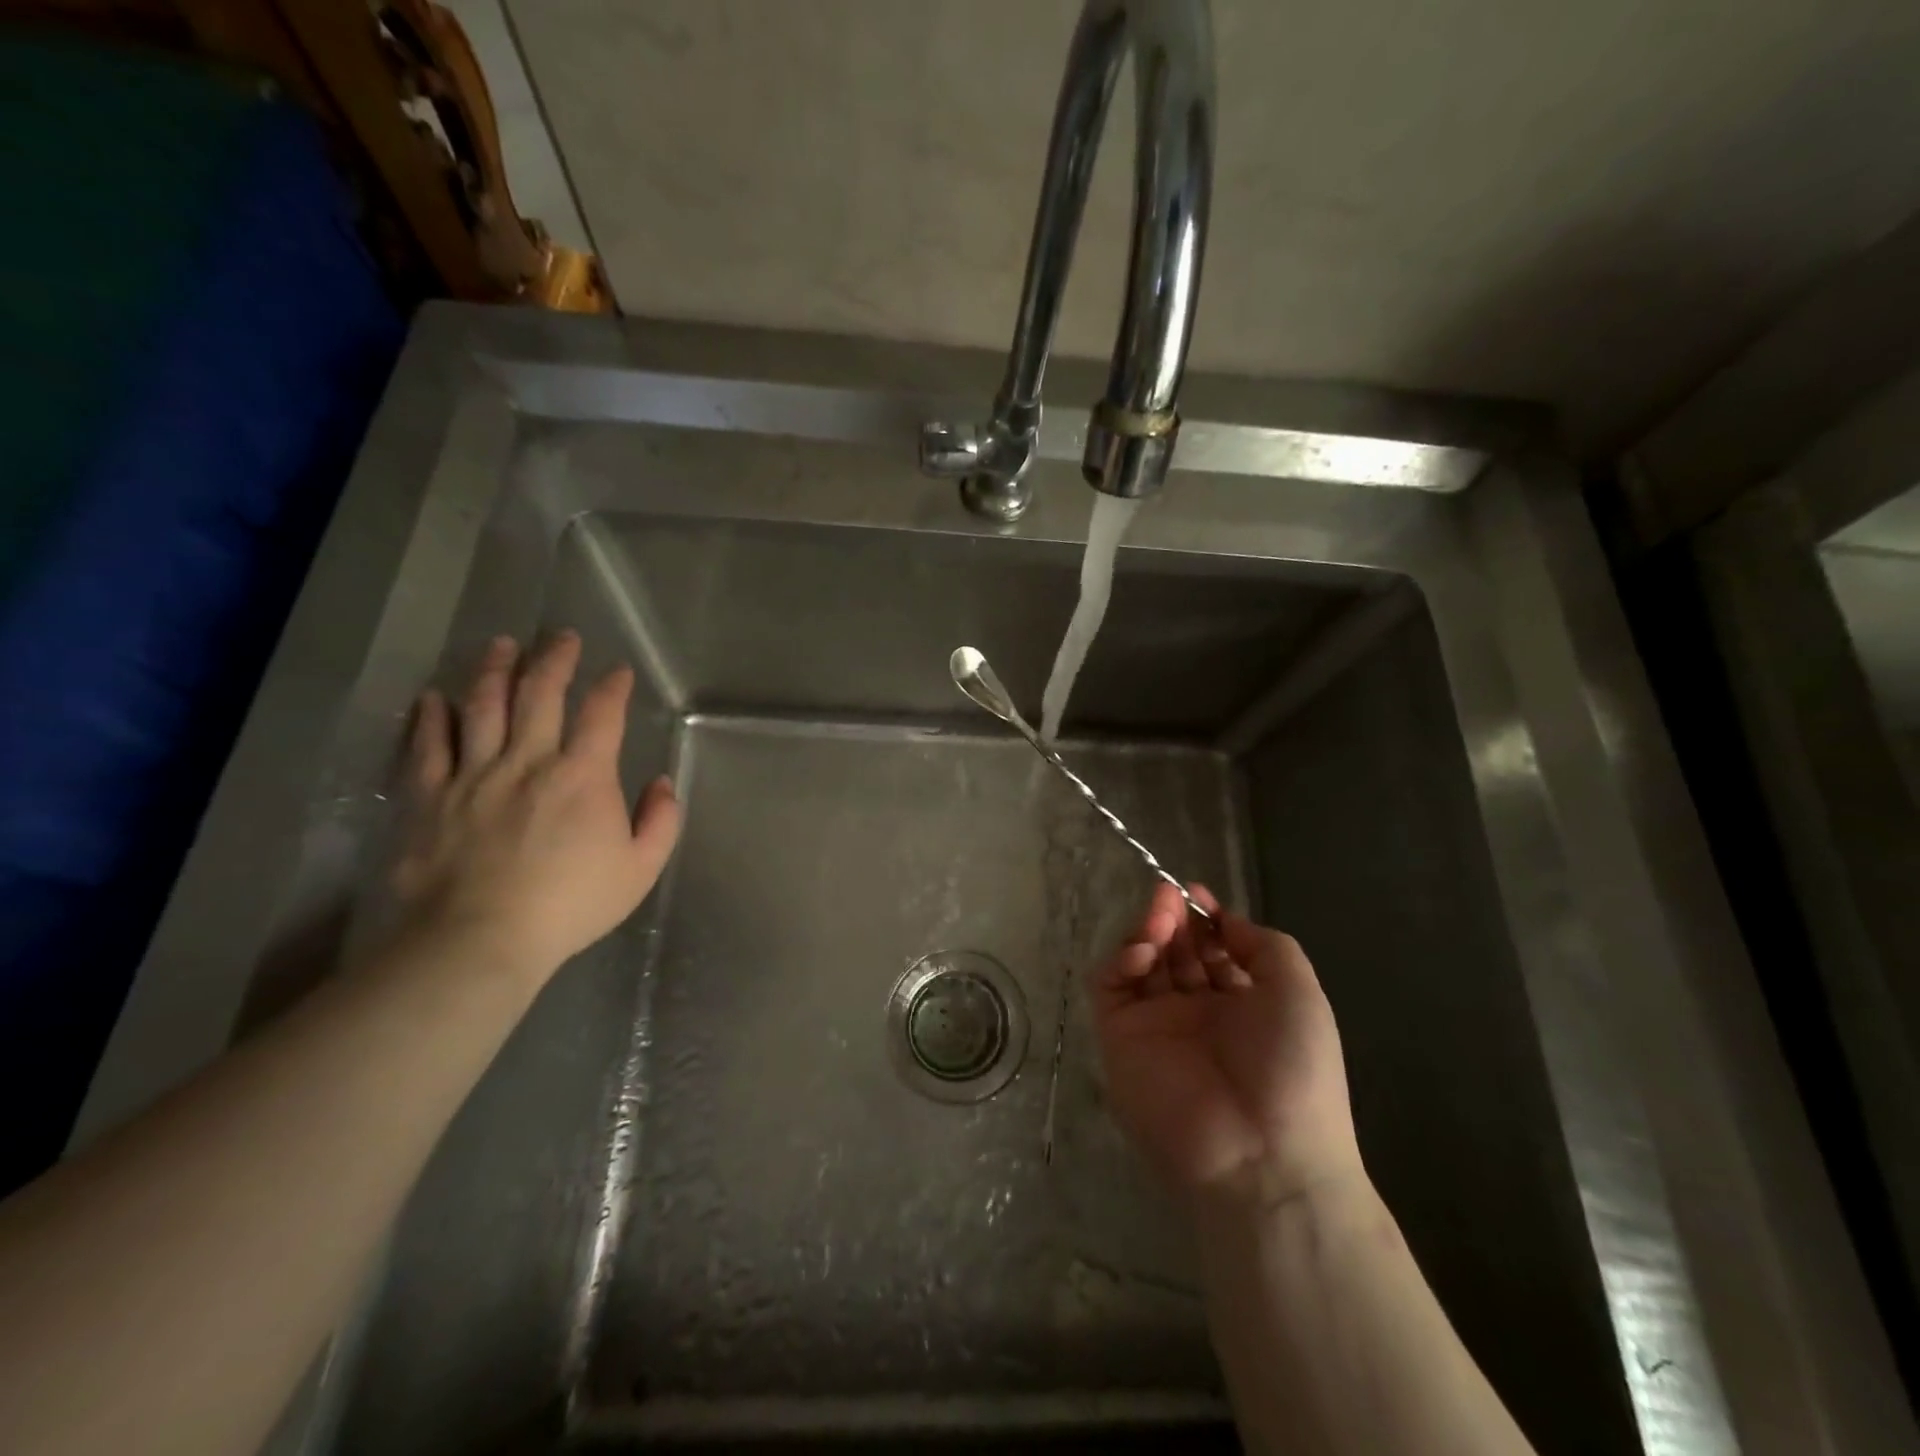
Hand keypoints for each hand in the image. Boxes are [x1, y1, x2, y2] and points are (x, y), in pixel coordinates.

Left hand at [390, 632, 680, 983]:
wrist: (480, 939)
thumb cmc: (570, 906)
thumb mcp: (641, 869)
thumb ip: (661, 821)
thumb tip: (662, 783)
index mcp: (583, 775)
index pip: (602, 714)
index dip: (613, 686)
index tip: (619, 671)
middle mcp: (529, 760)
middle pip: (540, 693)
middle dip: (555, 659)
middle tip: (561, 637)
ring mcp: (474, 774)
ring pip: (483, 706)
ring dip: (494, 670)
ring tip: (502, 645)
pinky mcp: (430, 797)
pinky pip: (428, 746)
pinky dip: (430, 717)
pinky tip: (432, 697)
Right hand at [1092, 882, 1364, 1209]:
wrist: (1259, 1153)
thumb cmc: (1292, 1068)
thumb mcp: (1298, 991)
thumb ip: (1263, 944)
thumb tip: (1224, 919)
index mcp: (1241, 1004)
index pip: (1212, 949)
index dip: (1203, 918)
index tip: (1195, 892)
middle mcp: (1197, 1012)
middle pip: (1174, 951)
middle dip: (1173, 918)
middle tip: (1170, 898)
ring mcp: (1156, 1024)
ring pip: (1141, 963)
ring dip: (1147, 931)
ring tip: (1159, 917)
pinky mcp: (1120, 1037)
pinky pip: (1111, 988)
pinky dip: (1120, 960)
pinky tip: (1142, 950)